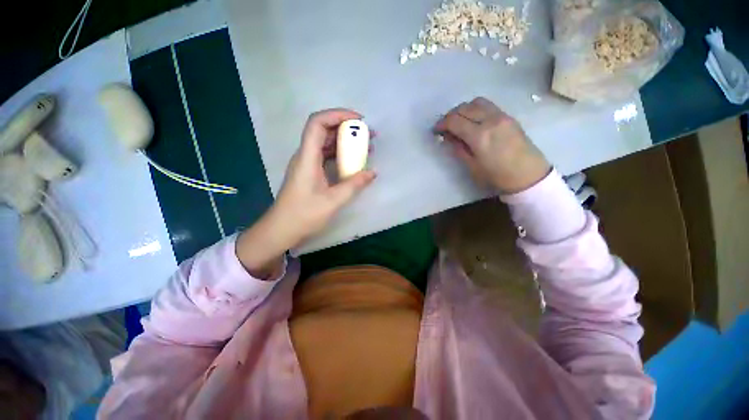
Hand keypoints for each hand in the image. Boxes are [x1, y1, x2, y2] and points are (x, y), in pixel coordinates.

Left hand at [237, 109, 375, 278]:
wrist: (281, 229)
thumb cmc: (304, 215)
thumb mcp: (333, 201)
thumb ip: (354, 185)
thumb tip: (373, 172)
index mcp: (307, 157)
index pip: (318, 123)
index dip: (338, 114)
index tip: (359, 120)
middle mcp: (305, 155)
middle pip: (324, 130)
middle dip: (347, 128)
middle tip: (368, 134)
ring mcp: (307, 164)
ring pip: (326, 143)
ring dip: (345, 141)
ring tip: (366, 146)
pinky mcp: (310, 172)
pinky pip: (326, 156)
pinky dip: (341, 155)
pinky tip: (354, 162)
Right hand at [434, 97, 550, 193]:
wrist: (529, 175)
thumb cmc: (497, 176)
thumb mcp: (472, 166)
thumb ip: (458, 149)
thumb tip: (447, 137)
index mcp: (479, 136)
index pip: (455, 121)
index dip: (441, 124)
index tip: (435, 130)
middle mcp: (490, 120)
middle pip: (464, 108)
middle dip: (450, 116)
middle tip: (445, 128)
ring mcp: (501, 116)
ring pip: (476, 102)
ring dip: (463, 109)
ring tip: (459, 122)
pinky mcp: (508, 116)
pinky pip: (487, 105)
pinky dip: (475, 109)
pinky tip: (473, 121)